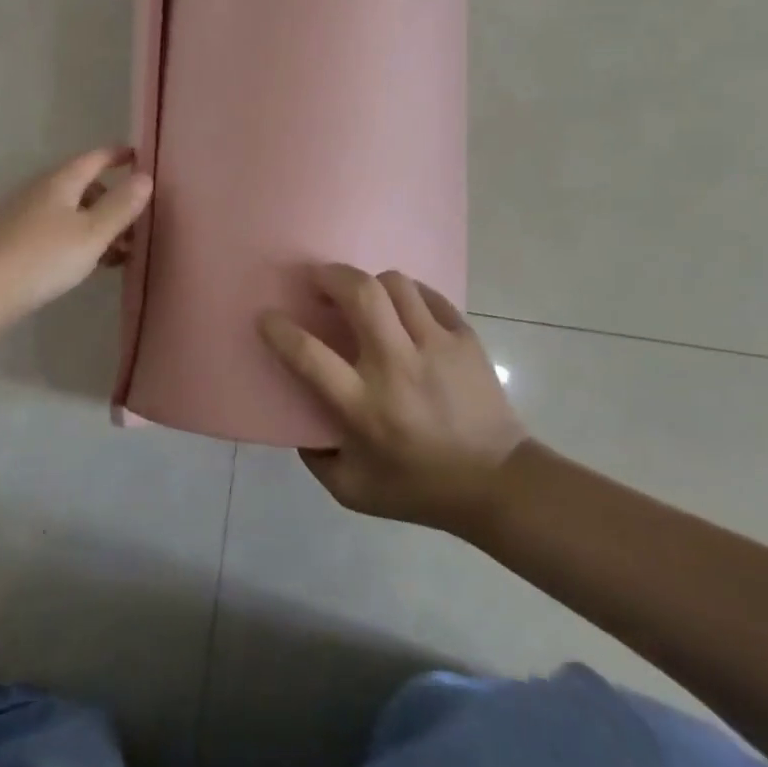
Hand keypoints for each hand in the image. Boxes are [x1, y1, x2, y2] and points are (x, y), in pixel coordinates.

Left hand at [0, 148, 153, 320]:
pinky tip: (82, 265)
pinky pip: (54, 229)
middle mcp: (39, 190)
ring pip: (69, 211)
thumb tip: (145, 177)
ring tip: (114, 256)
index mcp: (60, 181)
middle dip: (110, 202)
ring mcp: (22, 214)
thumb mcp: (92, 233)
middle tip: (133, 228)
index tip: (138, 157)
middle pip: (82, 186)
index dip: (117, 156)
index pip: (94, 158)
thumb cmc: (44, 256)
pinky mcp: (12, 238)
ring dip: (95, 226)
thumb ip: (121, 206)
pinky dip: (75, 239)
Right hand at [260, 265, 527, 529]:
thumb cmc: (420, 489)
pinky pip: (428, 296)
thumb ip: (316, 456)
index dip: (280, 329)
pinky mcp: (465, 338)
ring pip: (395, 285)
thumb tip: (298, 421)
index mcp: (364, 406)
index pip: (309, 354)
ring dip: (369, 282)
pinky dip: (406, 294)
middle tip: (317, 280)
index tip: (267, 316)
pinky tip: (400, 308)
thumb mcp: (353, 490)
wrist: (499, 485)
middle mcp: (397, 367)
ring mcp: (436, 347)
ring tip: (362, 296)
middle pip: (360, 295)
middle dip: (330, 276)